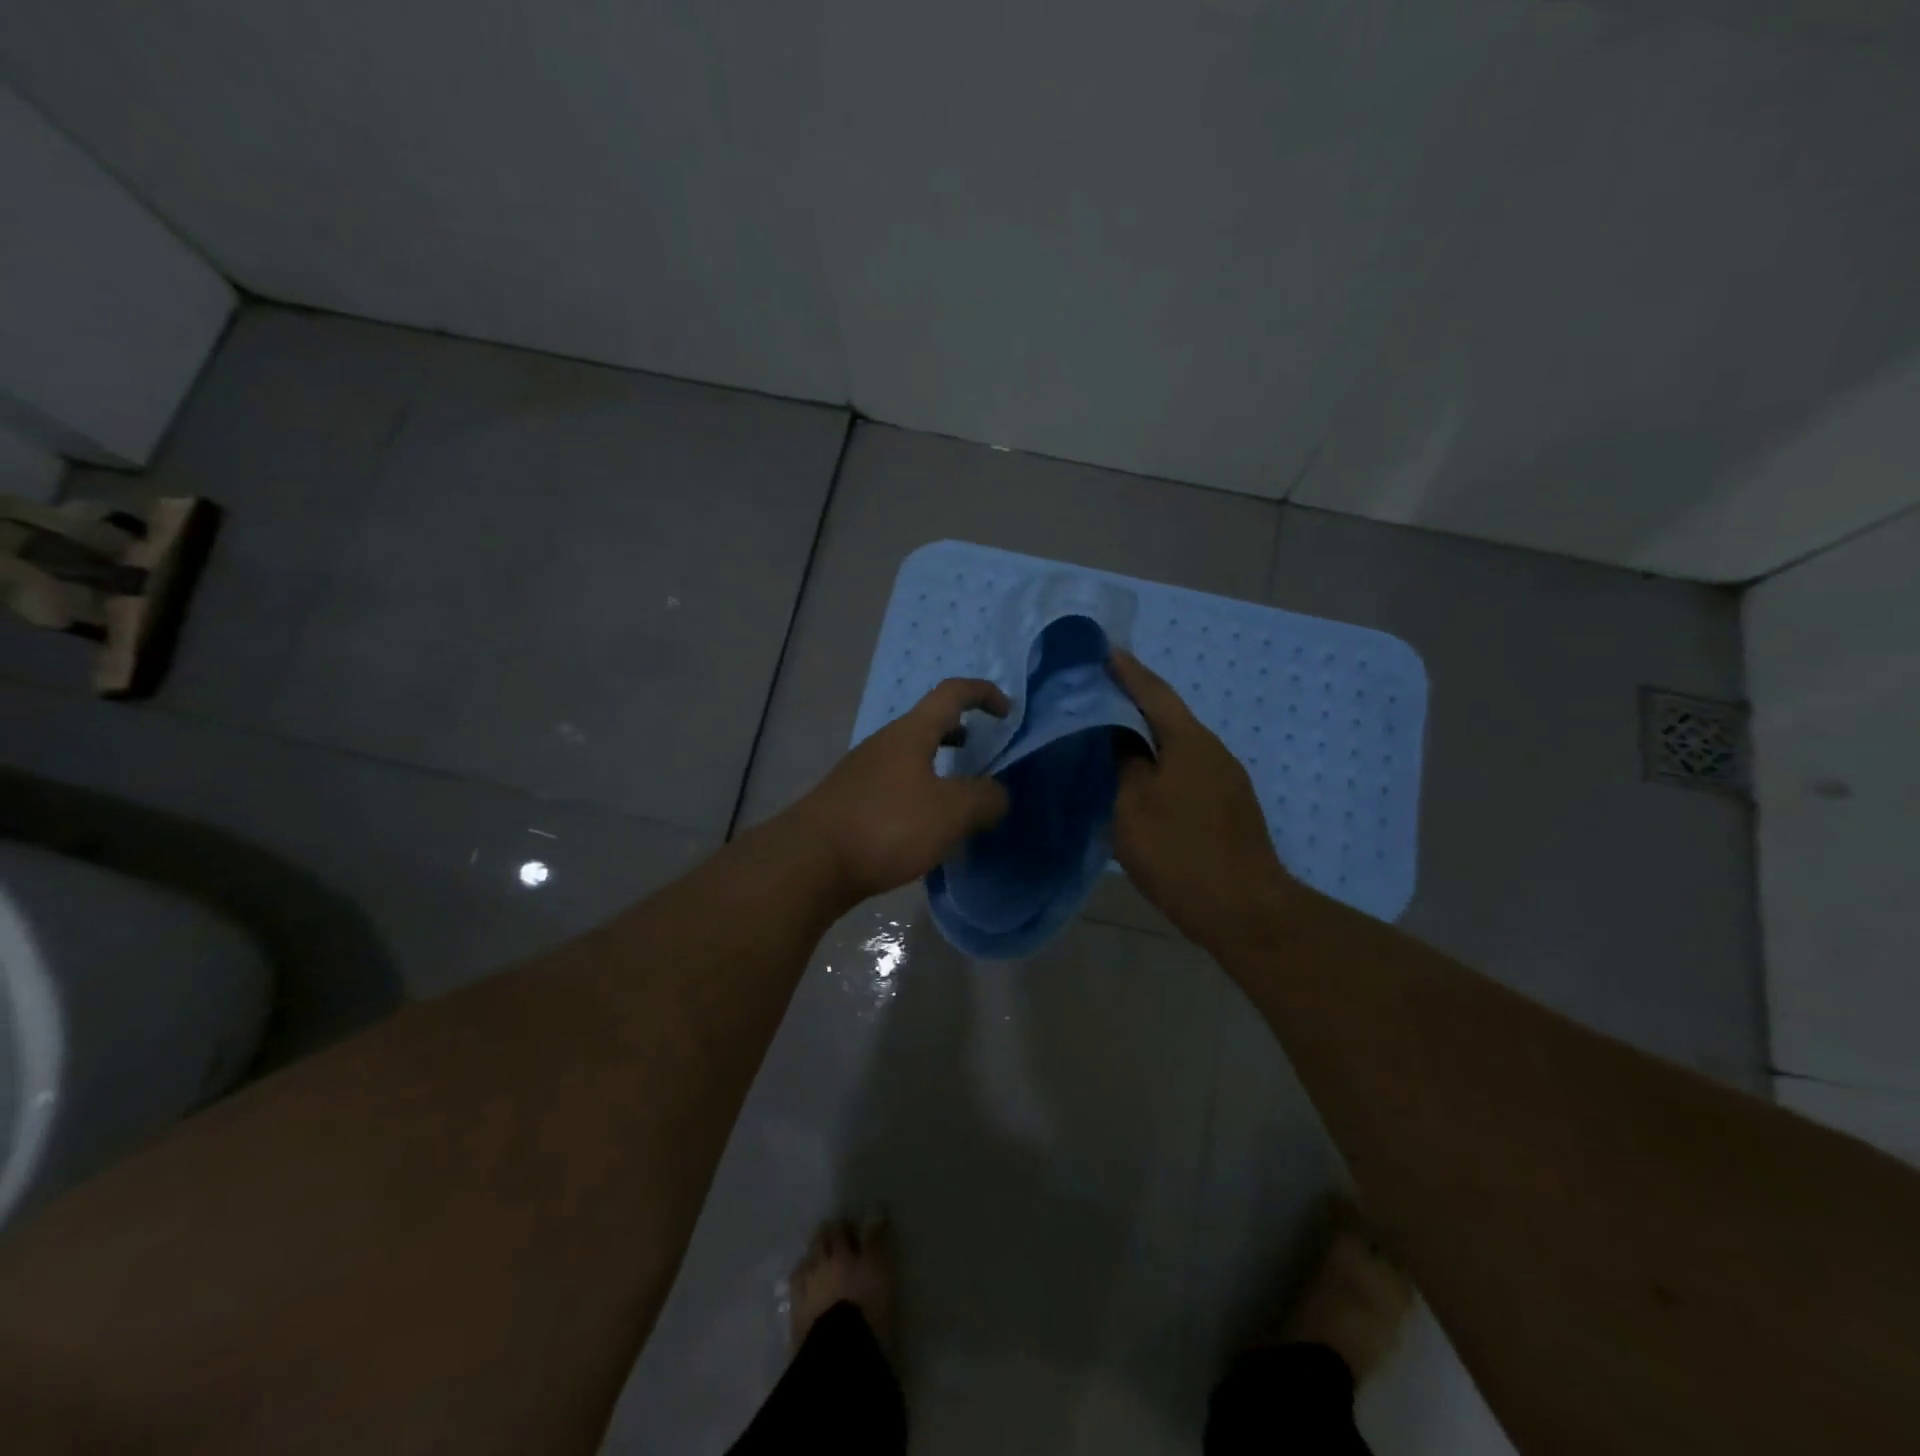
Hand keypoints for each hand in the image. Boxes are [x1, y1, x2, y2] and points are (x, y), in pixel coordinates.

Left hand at [790, 678, 1012, 902]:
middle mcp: (883, 744)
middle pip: (927, 724)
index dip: (983, 694)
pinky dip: (918, 792)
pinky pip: (894, 785)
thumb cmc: (887, 826)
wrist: (810, 862)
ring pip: (909, 757)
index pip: (951, 694)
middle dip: (959, 731)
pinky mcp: (848, 802)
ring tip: (957, 795)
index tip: (1007, 712)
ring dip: (938, 766)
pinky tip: (923, 828)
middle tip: (981, 752)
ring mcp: (861, 773)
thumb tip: (998, 794)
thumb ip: (984, 799)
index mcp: (911, 733)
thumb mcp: (951, 813)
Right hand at [1108, 650, 1292, 946]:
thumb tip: (1118, 736)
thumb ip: (1124, 762)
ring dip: (1144, 734)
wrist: (1244, 910)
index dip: (1126, 671)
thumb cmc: (1180, 853)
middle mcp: (1212, 751)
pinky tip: (1137, 776)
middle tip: (1095, 692)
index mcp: (1189, 742)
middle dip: (1133, 700)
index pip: (1153, 692)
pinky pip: (1185, 768)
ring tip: (1108, 733)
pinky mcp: (1227, 806)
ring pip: (1176, 745)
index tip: (1102, 650)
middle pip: (1168, 715)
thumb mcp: (1134, 805)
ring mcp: (1225, 779)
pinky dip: (1158, 762)